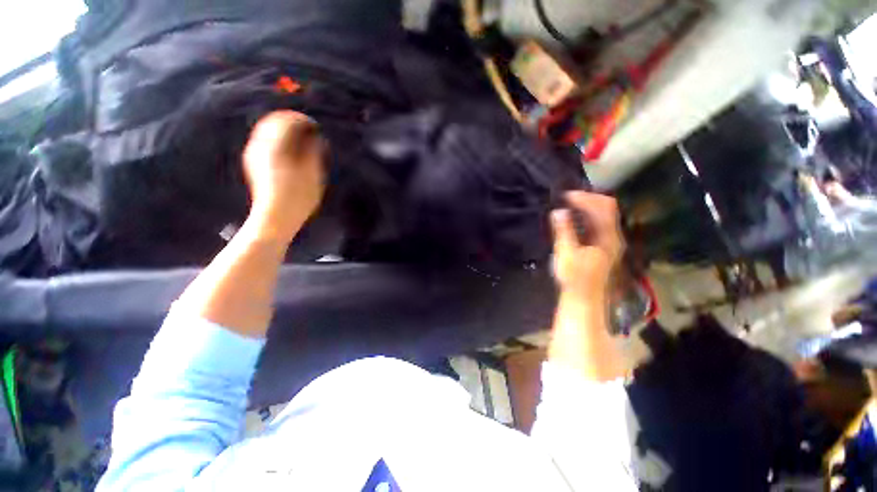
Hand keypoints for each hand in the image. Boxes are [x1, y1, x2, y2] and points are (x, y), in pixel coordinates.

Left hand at [243, 111, 325, 241]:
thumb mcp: (312, 172)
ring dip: (285, 131)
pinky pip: (265, 142)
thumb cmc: (298, 196)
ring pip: (268, 131)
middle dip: (292, 122)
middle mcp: (261, 145)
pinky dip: (278, 140)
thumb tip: (315, 137)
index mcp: (275, 145)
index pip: (287, 120)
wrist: (275, 217)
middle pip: (274, 122)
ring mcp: (255, 154)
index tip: (315, 127)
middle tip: (309, 131)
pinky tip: (289, 151)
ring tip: (301, 141)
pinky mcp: (254, 163)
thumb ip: (313, 150)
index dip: (303, 120)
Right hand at [550, 191, 623, 299]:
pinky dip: (585, 216)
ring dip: (586, 207)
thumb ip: (564, 231)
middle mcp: (613, 236)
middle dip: (587, 199)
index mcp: (608, 237)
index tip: (565, 196)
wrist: (584, 298)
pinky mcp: (602, 246)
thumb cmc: (575, 278)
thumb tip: (558, 211)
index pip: (603, 207)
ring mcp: (609, 241)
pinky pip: (597, 224)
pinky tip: (573, 218)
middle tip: (566, 198)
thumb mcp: (566, 253)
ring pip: (602, 215)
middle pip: (606, 208)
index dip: (586, 198)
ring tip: (568, 204)